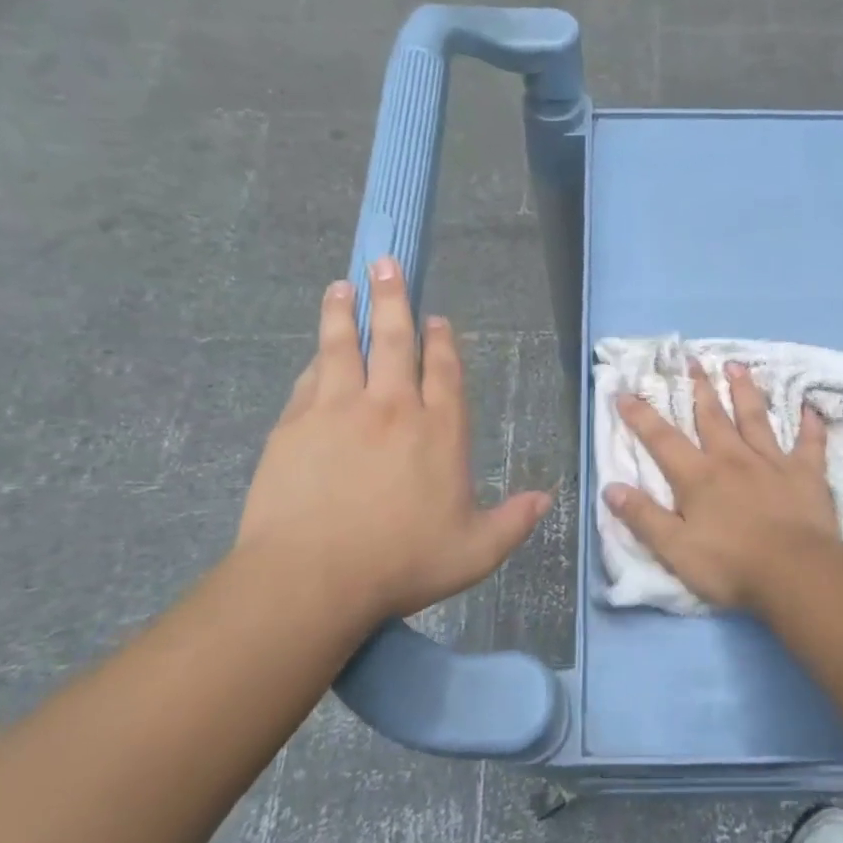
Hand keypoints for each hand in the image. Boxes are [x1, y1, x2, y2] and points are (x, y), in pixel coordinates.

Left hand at [235, 257, 551, 625]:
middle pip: (395, 341)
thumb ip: (513, 521)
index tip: (436, 318)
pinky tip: (316, 350)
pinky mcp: (295, 424)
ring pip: (345, 347)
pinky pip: (310, 379)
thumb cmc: (400, 563)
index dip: (441, 341)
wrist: (312, 577)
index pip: (444, 371)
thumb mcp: (475, 552)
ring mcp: (339, 410)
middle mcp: (392, 407)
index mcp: (439, 430)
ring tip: (342, 286)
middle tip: (386, 264)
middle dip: (393, 300)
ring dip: (345, 313)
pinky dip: (317, 358)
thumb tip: (547, 499)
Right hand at [604, 360, 841, 610]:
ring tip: (737, 366)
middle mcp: (732, 459)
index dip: (641, 416)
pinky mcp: (806, 474)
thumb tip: (610, 488)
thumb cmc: (731, 564)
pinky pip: (809, 443)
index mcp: (698, 477)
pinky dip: (810, 425)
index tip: (625, 392)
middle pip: (712, 417)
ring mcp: (772, 462)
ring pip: (755, 418)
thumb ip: (644, 517)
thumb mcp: (675, 549)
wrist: (796, 573)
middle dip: (699, 388)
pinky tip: (811, 409)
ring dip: (745, 391)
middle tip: (692, 361)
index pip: (662, 440)